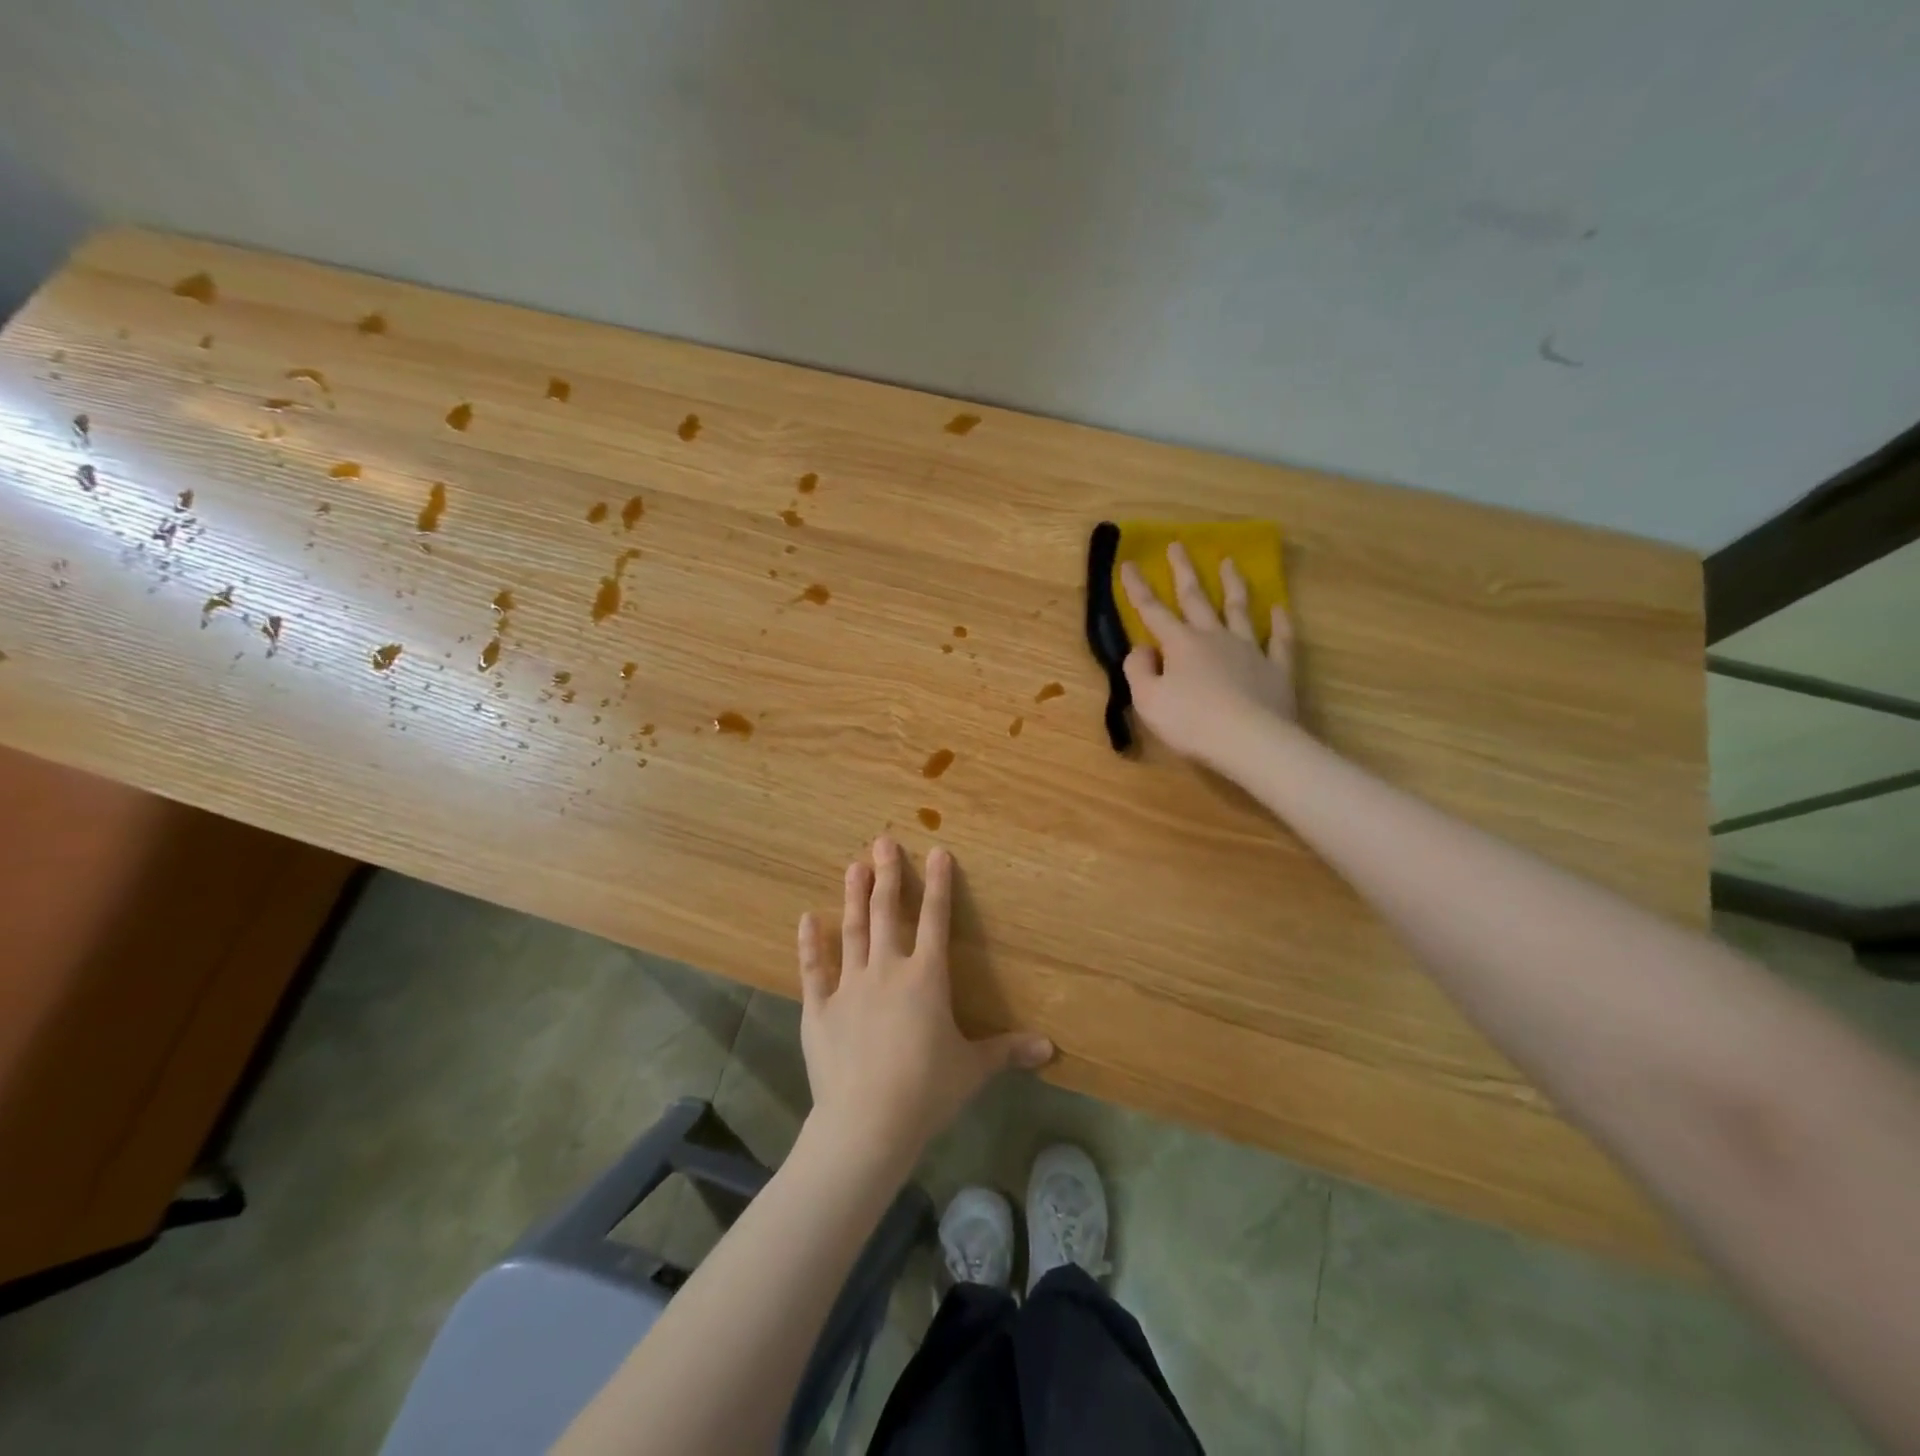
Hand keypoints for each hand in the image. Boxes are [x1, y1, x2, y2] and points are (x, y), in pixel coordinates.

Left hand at [797, 836, 1053, 1173]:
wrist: (867, 1122)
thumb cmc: (927, 1091)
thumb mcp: (973, 1070)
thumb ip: (1007, 1051)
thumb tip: (1049, 1048)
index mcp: (926, 978)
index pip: (936, 919)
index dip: (939, 884)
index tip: (938, 851)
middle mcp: (888, 970)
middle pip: (888, 912)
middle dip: (887, 874)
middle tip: (882, 841)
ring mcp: (849, 985)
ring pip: (853, 930)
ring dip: (854, 896)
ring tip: (853, 866)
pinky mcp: (818, 1008)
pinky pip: (813, 968)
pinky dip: (811, 943)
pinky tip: (807, 918)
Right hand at [1121, 542, 1299, 766]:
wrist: (1250, 741)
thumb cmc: (1191, 722)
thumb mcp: (1148, 701)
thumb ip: (1138, 670)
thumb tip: (1142, 649)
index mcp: (1180, 644)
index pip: (1152, 611)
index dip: (1138, 588)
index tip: (1129, 563)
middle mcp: (1214, 638)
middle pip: (1196, 598)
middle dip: (1184, 571)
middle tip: (1178, 545)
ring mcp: (1249, 650)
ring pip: (1239, 609)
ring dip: (1232, 584)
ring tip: (1230, 562)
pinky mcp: (1277, 669)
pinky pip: (1280, 639)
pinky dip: (1280, 622)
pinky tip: (1279, 609)